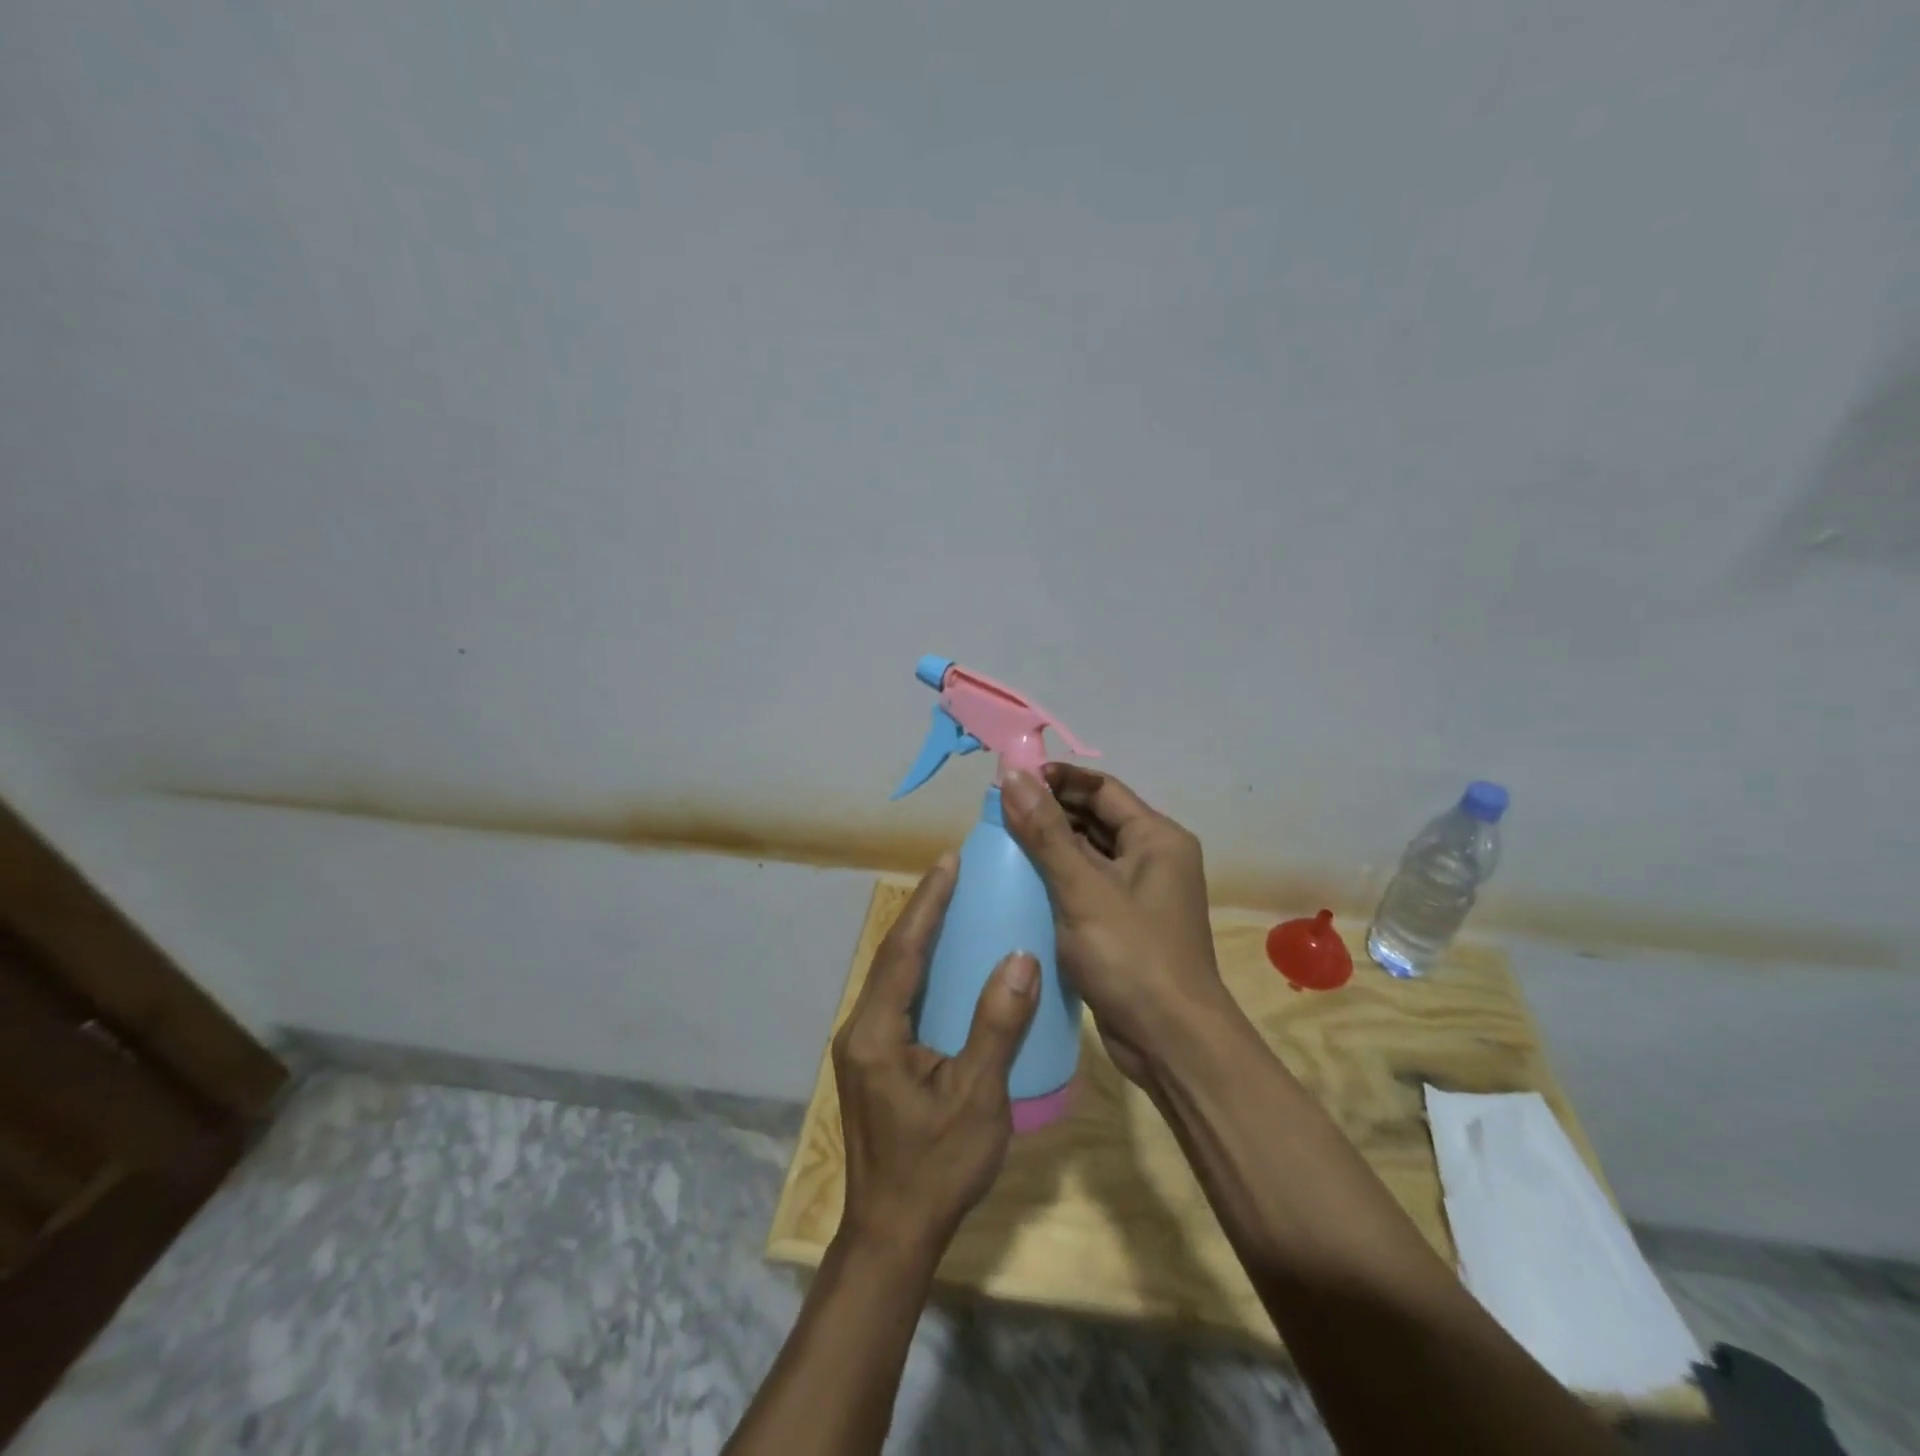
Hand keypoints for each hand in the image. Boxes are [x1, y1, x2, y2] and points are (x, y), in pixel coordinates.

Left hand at [831, 853, 1040, 1266]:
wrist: (892, 1234)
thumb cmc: (936, 1167)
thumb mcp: (977, 1097)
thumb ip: (997, 1025)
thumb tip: (1021, 957)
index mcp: (876, 1032)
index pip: (902, 951)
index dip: (927, 904)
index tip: (948, 862)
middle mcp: (860, 1029)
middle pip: (892, 957)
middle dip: (921, 912)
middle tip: (954, 874)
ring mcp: (863, 1047)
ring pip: (892, 977)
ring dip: (919, 939)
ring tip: (952, 906)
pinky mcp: (874, 1062)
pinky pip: (898, 999)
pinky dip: (921, 970)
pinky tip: (946, 968)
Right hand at [1000, 764, 1231, 1084]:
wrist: (1171, 1042)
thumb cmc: (1132, 956)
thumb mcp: (1083, 889)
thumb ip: (1046, 832)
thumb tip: (1012, 775)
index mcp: (1156, 838)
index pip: (1102, 788)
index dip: (1057, 779)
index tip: (1011, 780)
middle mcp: (1153, 858)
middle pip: (1095, 819)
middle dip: (1049, 812)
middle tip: (998, 813)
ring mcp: (1139, 894)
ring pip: (1088, 854)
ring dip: (1049, 847)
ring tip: (1001, 843)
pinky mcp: (1124, 924)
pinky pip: (1086, 887)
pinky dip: (1057, 880)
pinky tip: (1020, 884)